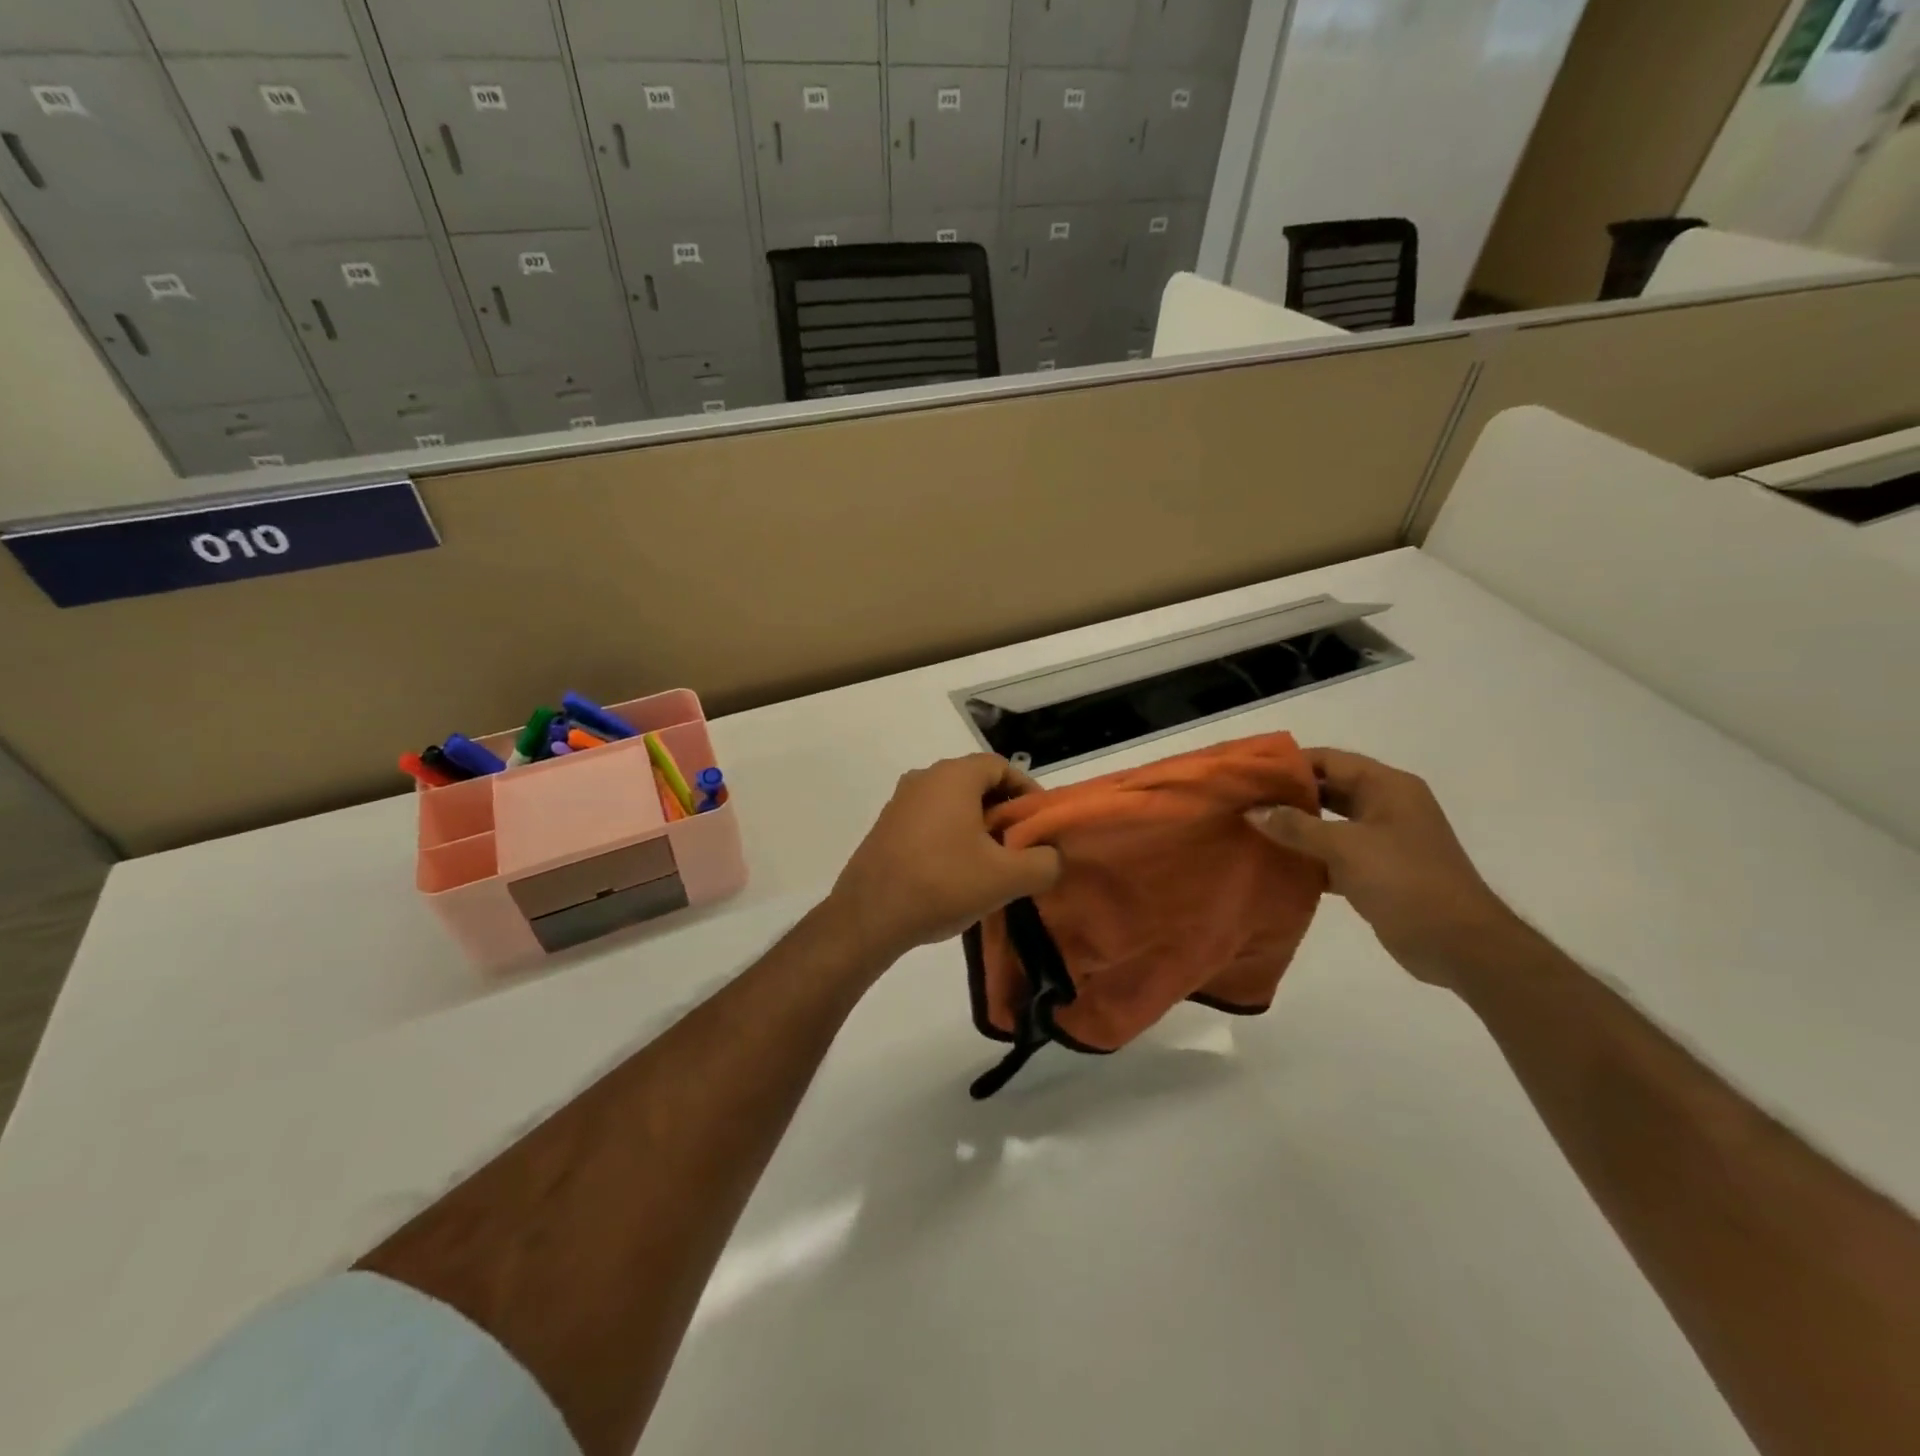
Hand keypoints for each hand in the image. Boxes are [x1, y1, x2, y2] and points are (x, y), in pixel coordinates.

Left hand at [826, 754, 1062, 965]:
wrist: (869, 916)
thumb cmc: (942, 884)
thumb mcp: (1006, 878)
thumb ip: (1044, 862)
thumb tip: (1051, 856)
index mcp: (953, 776)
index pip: (1002, 766)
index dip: (1027, 792)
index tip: (1040, 824)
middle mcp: (924, 778)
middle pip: (976, 784)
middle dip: (1003, 812)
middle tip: (1021, 847)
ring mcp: (900, 802)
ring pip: (952, 804)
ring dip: (977, 827)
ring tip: (992, 864)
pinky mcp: (886, 827)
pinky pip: (930, 821)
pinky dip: (951, 837)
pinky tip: (957, 873)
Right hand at [1247, 747, 1520, 987]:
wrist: (1459, 945)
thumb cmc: (1406, 881)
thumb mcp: (1346, 847)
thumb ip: (1297, 827)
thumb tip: (1253, 810)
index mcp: (1387, 787)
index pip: (1330, 760)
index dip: (1290, 763)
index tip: (1250, 772)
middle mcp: (1386, 807)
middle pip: (1328, 790)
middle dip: (1287, 795)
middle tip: (1242, 800)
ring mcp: (1382, 841)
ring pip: (1328, 824)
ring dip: (1294, 827)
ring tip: (1250, 828)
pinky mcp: (1376, 872)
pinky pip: (1332, 855)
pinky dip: (1307, 857)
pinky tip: (1275, 864)